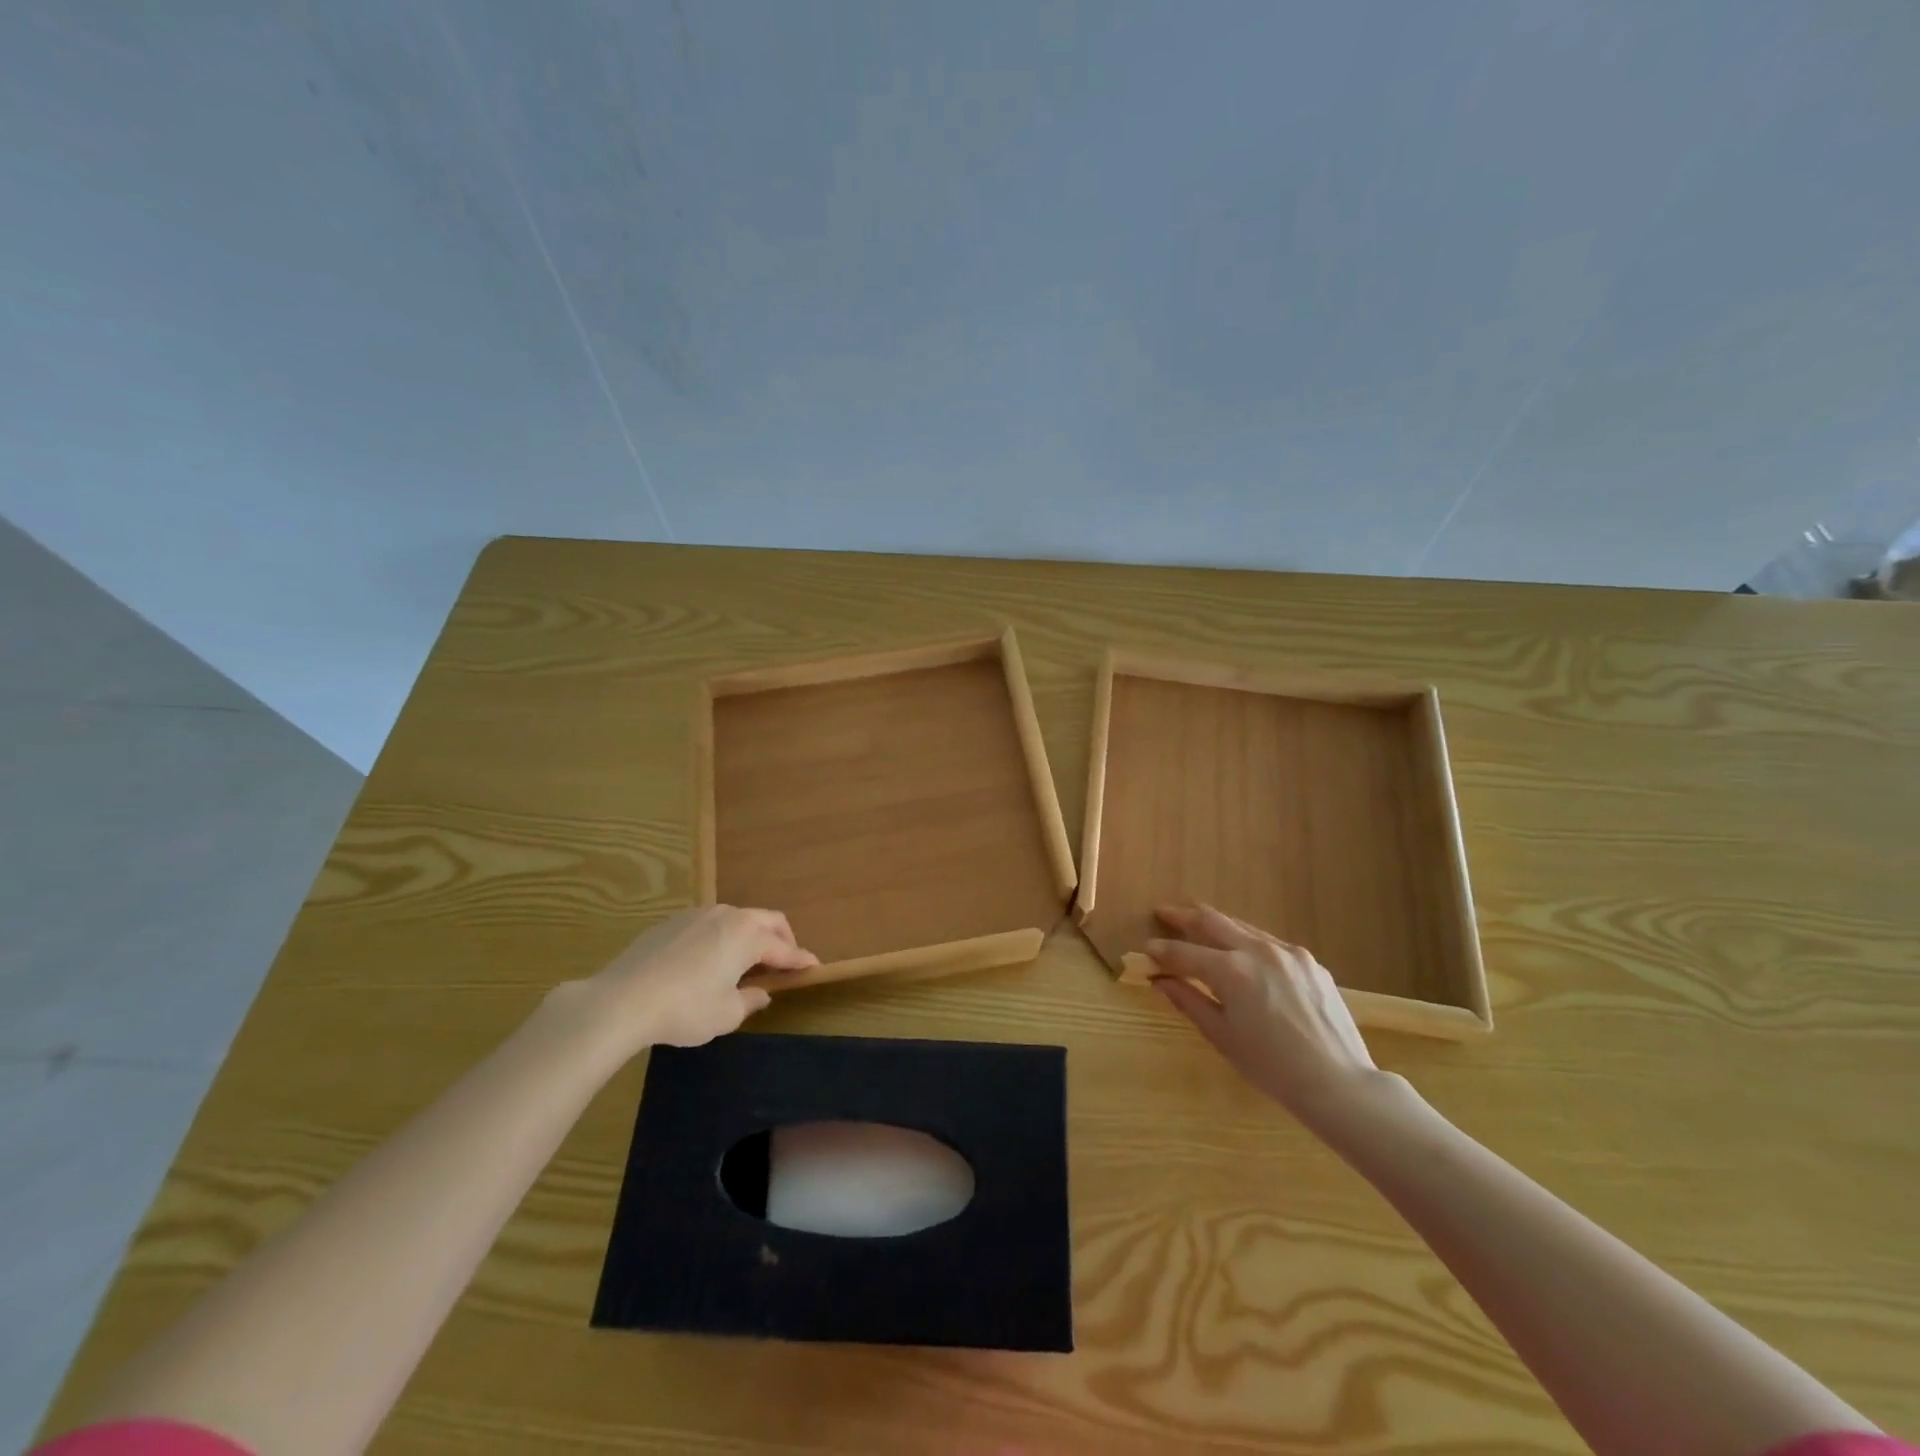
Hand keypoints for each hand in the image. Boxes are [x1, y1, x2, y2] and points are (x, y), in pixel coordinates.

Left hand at [564, 905, 818, 1052]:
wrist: (622, 1000)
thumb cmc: (684, 1009)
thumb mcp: (725, 1014)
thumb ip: (750, 1000)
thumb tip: (761, 992)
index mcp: (748, 936)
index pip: (784, 948)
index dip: (801, 960)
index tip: (814, 967)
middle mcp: (728, 916)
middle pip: (767, 920)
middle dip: (782, 939)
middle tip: (785, 960)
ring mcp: (698, 915)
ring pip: (737, 918)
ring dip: (750, 935)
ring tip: (746, 960)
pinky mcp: (672, 922)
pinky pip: (709, 924)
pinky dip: (722, 937)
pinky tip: (709, 960)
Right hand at [1147, 905, 1387, 1128]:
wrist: (1338, 1083)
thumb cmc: (1271, 1067)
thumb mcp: (1222, 1036)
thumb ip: (1189, 1000)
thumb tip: (1160, 980)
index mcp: (1232, 970)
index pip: (1185, 953)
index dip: (1161, 951)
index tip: (1145, 950)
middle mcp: (1258, 950)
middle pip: (1212, 922)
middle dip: (1184, 917)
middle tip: (1164, 913)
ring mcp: (1288, 953)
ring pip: (1243, 927)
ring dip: (1217, 925)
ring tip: (1198, 924)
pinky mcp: (1310, 962)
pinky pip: (1270, 943)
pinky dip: (1248, 942)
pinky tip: (1243, 953)